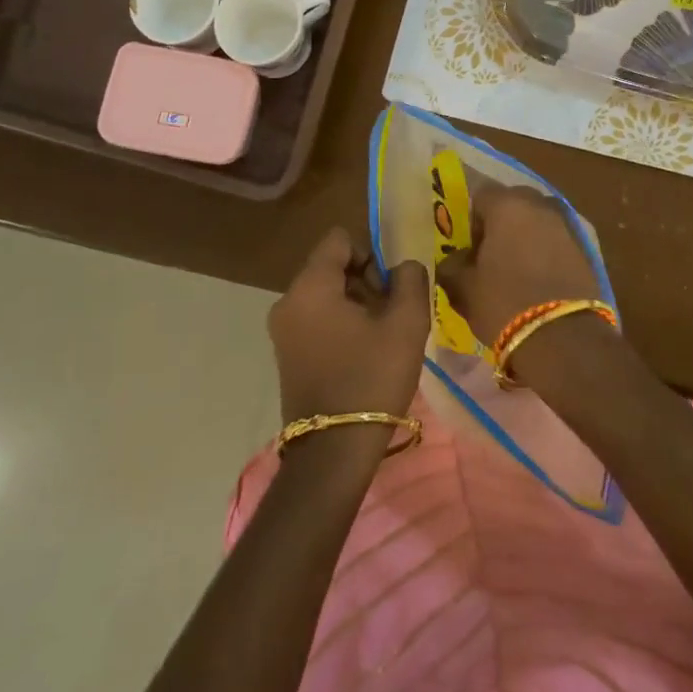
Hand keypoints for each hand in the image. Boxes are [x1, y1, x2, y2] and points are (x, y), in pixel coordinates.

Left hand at [269, 228, 429, 424]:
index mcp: (310, 286)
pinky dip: (340, 324)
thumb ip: (410, 280)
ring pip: (325, 294)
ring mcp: (282, 330)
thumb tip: (404, 266)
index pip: (339, 239)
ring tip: (382, 336)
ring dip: (356, 304)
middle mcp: (288, 301)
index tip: (390, 286)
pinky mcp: (286, 354)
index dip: (371, 252)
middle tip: (392, 313)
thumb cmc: (371, 379)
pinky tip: (364, 353)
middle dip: (365, 280)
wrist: (333, 452)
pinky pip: (316, 319)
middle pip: (332, 266)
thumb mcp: (406, 324)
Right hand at [436, 186, 602, 346]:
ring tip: (514, 269)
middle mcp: (540, 205)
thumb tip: (454, 259)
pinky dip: (545, 252)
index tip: (468, 246)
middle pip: (513, 203)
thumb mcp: (463, 288)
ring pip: (538, 221)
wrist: (564, 338)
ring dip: (525, 237)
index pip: (481, 194)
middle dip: (500, 223)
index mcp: (508, 205)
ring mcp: (567, 225)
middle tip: (490, 255)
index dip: (471, 218)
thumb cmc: (505, 304)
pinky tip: (537, 280)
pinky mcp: (586, 249)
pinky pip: (556, 241)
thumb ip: (452, 265)